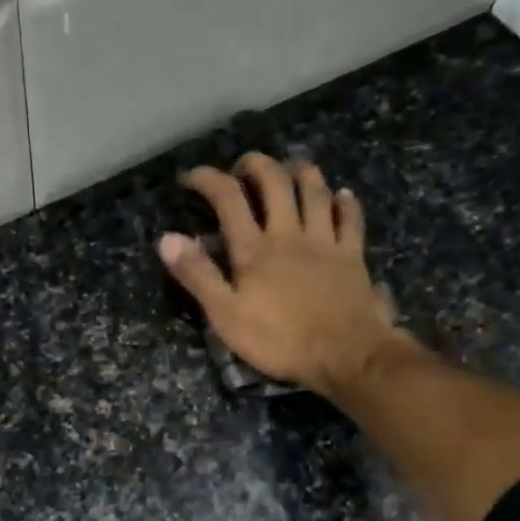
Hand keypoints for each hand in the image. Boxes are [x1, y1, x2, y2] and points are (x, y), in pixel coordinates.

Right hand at [160, 153, 418, 399]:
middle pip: (275, 182)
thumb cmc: (279, 341)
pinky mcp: (353, 257)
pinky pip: (351, 219)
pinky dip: (346, 203)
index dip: (208, 179)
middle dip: (256, 165)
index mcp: (254, 249)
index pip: (228, 199)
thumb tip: (167, 238)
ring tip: (291, 169)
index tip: (191, 177)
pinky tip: (342, 195)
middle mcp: (289, 234)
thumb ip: (198, 275)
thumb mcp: (225, 315)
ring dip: (301, 173)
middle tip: (244, 167)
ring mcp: (325, 242)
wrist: (345, 355)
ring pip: (315, 192)